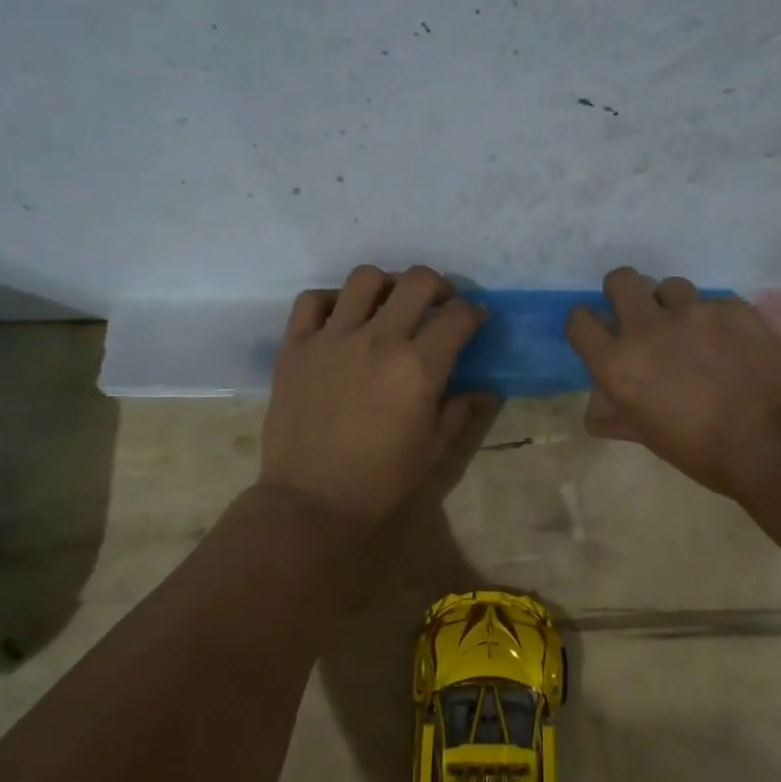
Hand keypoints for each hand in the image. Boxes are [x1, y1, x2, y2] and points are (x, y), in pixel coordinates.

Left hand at [260, 265, 486, 532]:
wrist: (311, 502)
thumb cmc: (381, 482)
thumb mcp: (433, 449)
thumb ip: (461, 410)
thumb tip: (485, 390)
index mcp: (418, 367)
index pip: (458, 315)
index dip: (474, 312)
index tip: (474, 321)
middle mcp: (378, 340)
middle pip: (417, 281)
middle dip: (438, 287)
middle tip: (437, 306)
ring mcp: (332, 338)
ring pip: (365, 278)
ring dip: (386, 286)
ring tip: (387, 307)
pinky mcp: (295, 346)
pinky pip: (312, 300)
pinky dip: (331, 302)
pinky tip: (340, 320)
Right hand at [565, 268, 780, 498]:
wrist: (772, 444)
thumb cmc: (700, 451)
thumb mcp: (646, 436)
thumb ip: (616, 414)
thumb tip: (598, 409)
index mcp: (618, 363)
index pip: (579, 320)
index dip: (585, 322)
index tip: (597, 330)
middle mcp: (648, 327)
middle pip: (620, 280)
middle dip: (623, 292)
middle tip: (640, 315)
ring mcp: (694, 312)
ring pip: (670, 286)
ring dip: (673, 305)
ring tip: (693, 331)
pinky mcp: (733, 307)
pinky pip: (714, 303)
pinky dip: (716, 320)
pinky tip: (732, 345)